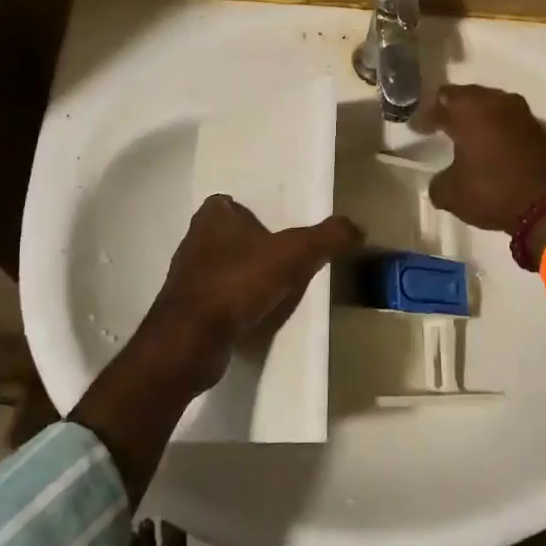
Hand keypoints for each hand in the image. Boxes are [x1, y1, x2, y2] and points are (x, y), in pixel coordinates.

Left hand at [133, 195, 361, 393]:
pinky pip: (220, 299)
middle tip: (290, 256)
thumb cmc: (237, 283)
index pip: (234, 202)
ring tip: (279, 287)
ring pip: (225, 267)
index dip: (257, 212)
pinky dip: (238, 304)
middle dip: (256, 244)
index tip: (283, 226)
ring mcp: (187, 278)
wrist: (190, 342)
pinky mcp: (186, 310)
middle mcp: (194, 241)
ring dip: (247, 276)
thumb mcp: (293, 253)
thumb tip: (358, 228)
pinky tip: (259, 315)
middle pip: (233, 235)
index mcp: (212, 216)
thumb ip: (327, 237)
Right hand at [427, 84, 545, 234]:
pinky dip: (498, 132)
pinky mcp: (542, 131)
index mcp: (470, 109)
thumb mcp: (452, 194)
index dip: (426, 115)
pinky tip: (492, 148)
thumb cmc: (493, 191)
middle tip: (440, 124)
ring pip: (493, 108)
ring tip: (466, 136)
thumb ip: (438, 182)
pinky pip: (511, 124)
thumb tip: (441, 181)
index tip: (417, 128)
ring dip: (479, 120)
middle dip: (453, 110)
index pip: (440, 101)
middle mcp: (497, 103)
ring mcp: (524, 115)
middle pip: (469, 98)